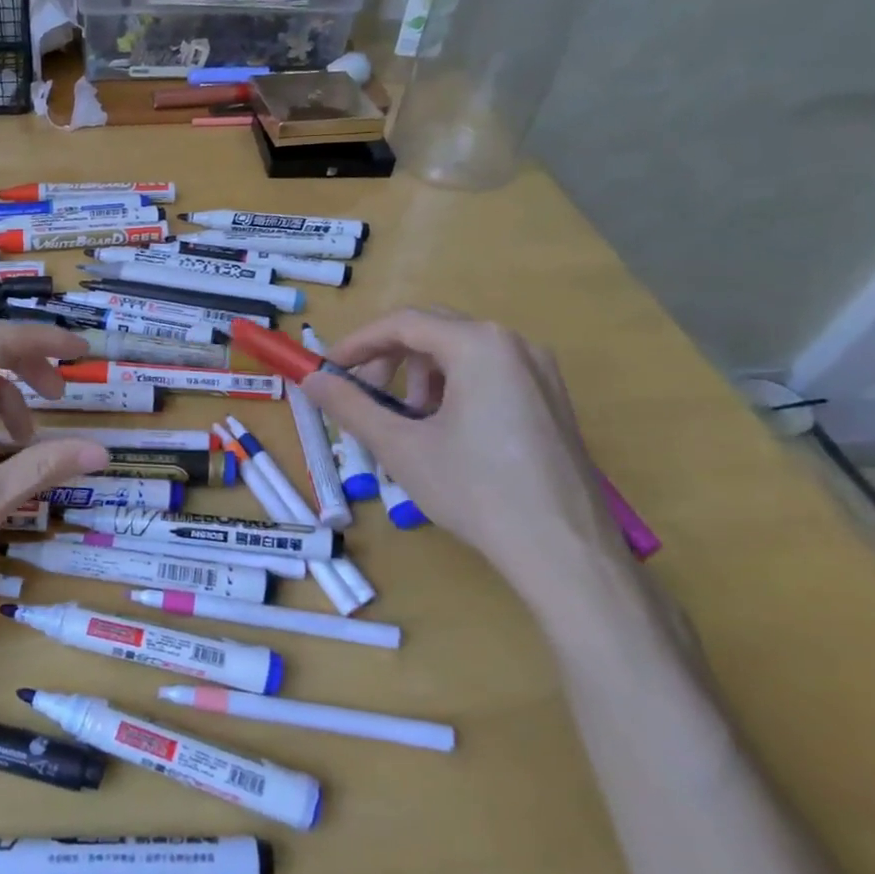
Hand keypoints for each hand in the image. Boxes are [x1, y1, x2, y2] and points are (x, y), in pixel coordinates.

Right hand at [300, 308, 624, 583]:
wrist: (563, 550)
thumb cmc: (474, 490)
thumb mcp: (400, 447)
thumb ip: (350, 406)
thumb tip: (311, 380)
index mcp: (479, 345)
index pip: (403, 323)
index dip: (356, 343)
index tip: (326, 370)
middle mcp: (514, 343)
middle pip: (434, 331)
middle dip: (388, 360)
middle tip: (363, 399)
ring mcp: (540, 371)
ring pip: (461, 354)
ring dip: (420, 378)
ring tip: (405, 425)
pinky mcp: (551, 400)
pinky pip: (489, 375)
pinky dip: (453, 391)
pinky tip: (444, 435)